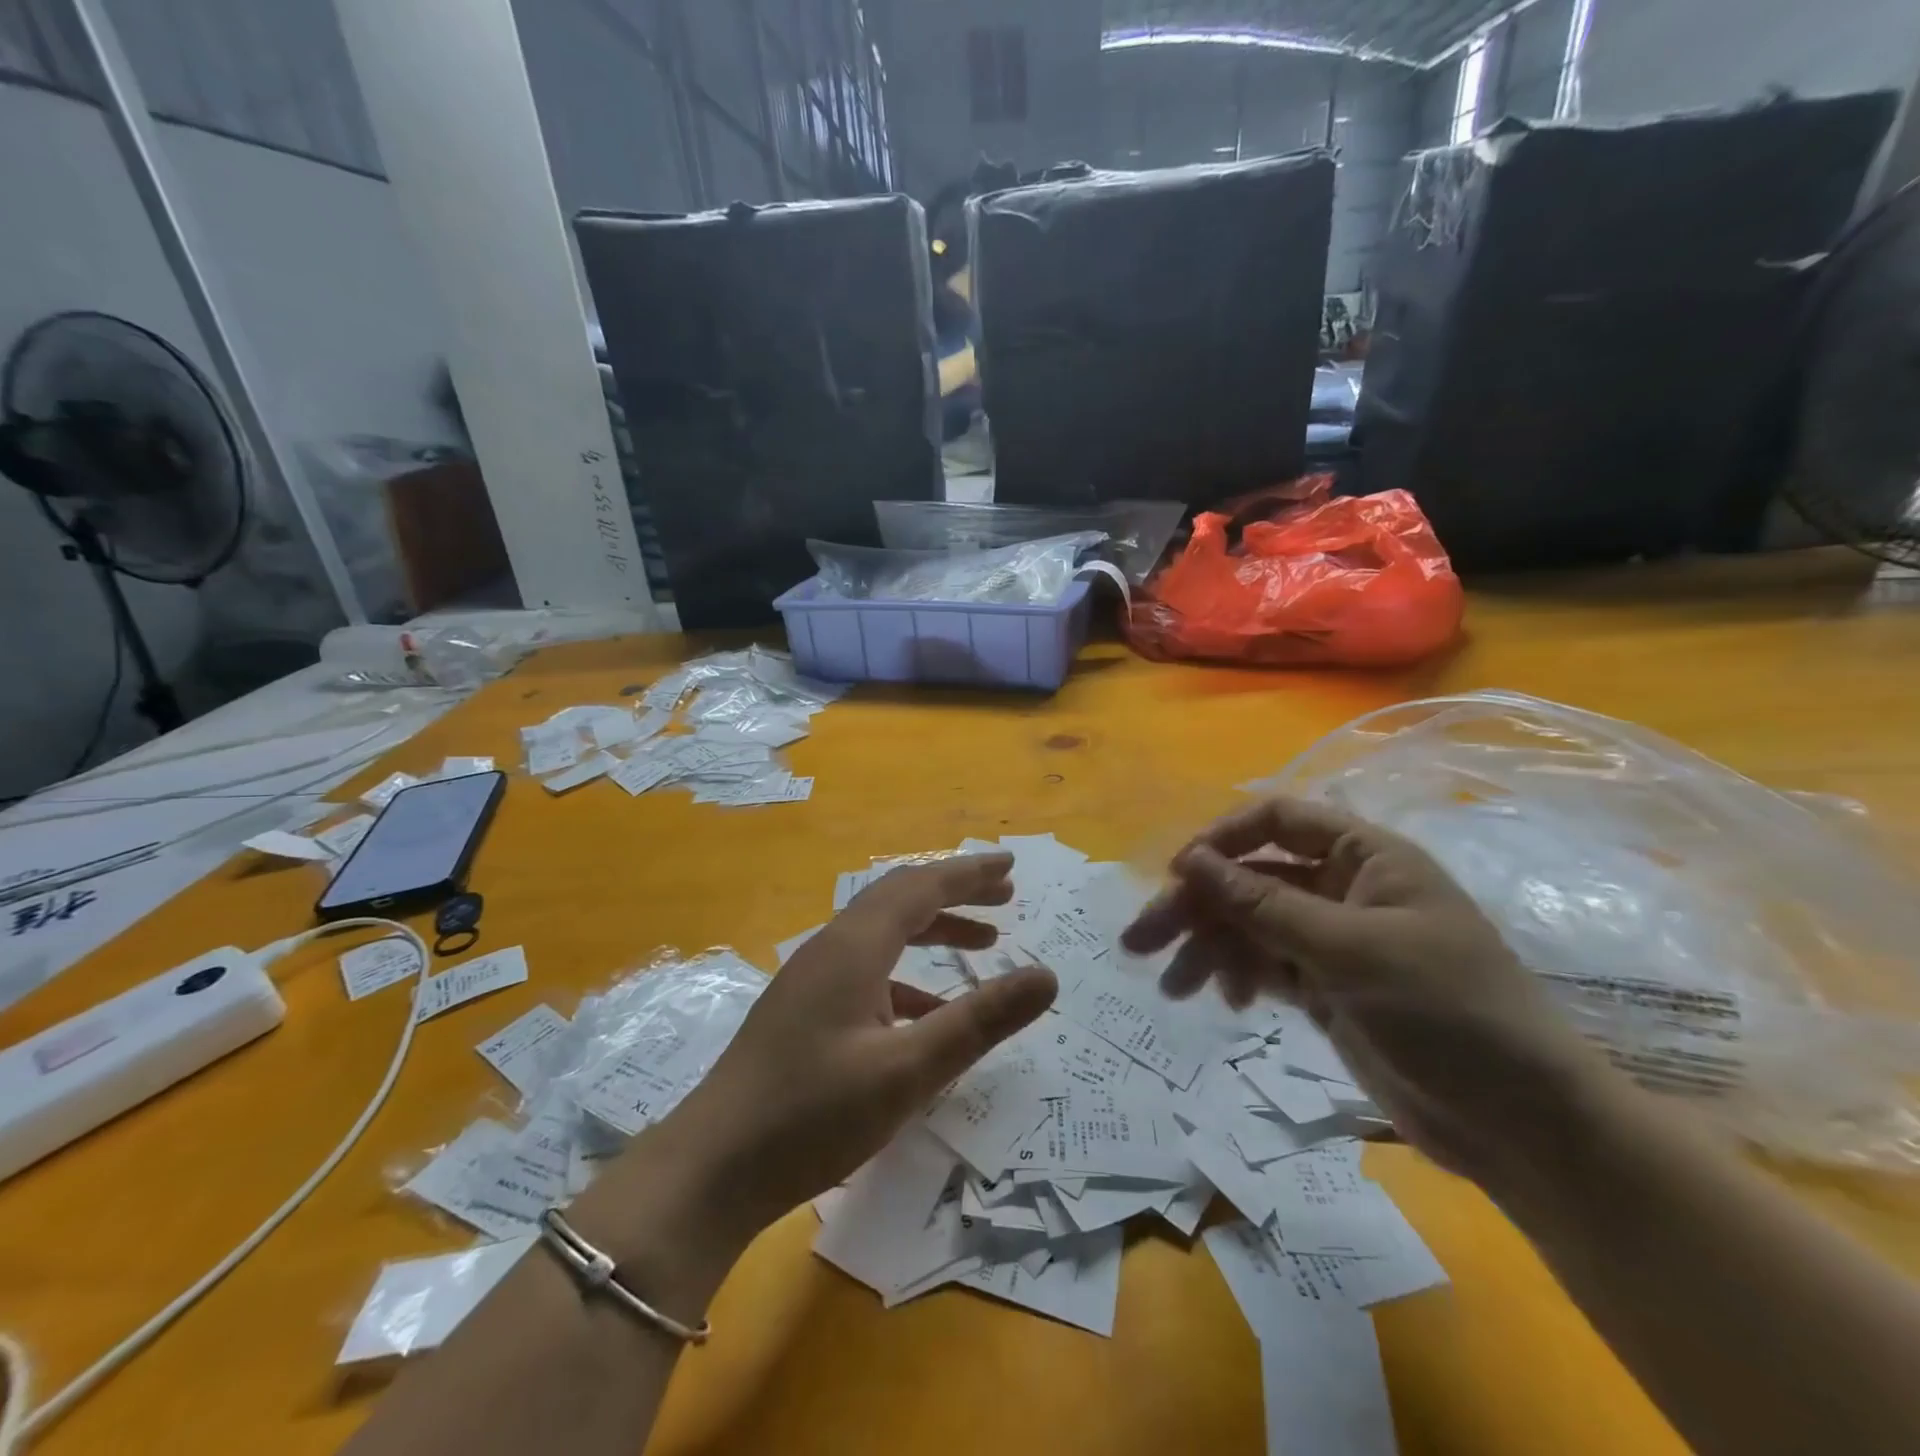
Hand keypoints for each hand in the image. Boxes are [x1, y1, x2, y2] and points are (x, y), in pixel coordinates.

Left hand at [651, 853, 1057, 1240]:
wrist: (711, 1168)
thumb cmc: (812, 1115)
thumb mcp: (909, 1071)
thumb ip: (980, 1020)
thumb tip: (1046, 976)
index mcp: (854, 947)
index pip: (921, 887)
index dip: (969, 873)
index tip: (1010, 865)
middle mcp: (832, 949)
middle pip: (900, 899)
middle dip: (954, 892)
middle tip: (1004, 897)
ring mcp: (812, 979)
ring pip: (883, 933)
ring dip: (932, 930)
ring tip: (982, 944)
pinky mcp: (804, 1010)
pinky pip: (867, 970)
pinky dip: (907, 974)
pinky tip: (928, 1012)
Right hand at [1123, 798, 1606, 1186]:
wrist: (1524, 1127)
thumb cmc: (1449, 1013)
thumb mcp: (1350, 951)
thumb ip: (1264, 903)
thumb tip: (1189, 860)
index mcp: (1365, 857)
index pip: (1276, 821)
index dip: (1222, 840)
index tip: (1176, 874)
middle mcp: (1343, 889)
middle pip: (1250, 878)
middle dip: (1196, 907)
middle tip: (1140, 940)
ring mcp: (1333, 940)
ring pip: (1249, 925)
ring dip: (1208, 948)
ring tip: (1172, 986)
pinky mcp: (1325, 987)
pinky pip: (1265, 965)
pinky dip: (1238, 976)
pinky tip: (1225, 1001)